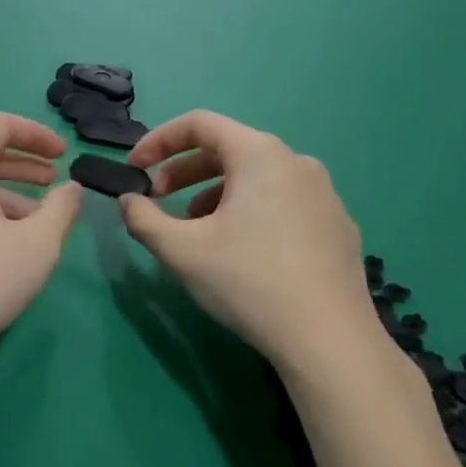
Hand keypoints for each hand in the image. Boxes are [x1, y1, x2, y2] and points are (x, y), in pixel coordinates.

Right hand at [118, 112, 375, 365]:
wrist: (331, 343)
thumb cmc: (250, 282)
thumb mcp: (182, 251)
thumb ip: (143, 219)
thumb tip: (128, 201)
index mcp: (260, 154)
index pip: (199, 123)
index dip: (158, 140)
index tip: (134, 168)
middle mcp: (296, 162)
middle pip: (228, 149)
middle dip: (183, 170)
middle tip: (157, 199)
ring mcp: (324, 194)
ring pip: (255, 178)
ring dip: (214, 193)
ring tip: (195, 230)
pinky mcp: (337, 226)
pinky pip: (282, 201)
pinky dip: (249, 210)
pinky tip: (240, 251)